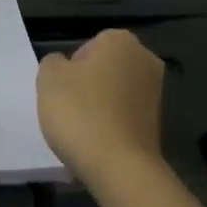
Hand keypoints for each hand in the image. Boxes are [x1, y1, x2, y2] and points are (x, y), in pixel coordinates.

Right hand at [35, 29, 165, 188]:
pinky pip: (124, 116)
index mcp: (120, 40)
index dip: (70, 69)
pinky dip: (111, 125)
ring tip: (82, 130)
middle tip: (69, 110)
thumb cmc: (80, 113)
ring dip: (99, 106)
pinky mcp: (157, 121)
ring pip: (114, 93)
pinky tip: (98, 143)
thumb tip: (64, 65)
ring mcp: (156, 91)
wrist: (119, 166)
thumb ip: (52, 62)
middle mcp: (145, 59)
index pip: (86, 47)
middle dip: (87, 86)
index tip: (62, 92)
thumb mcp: (48, 79)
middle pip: (104, 69)